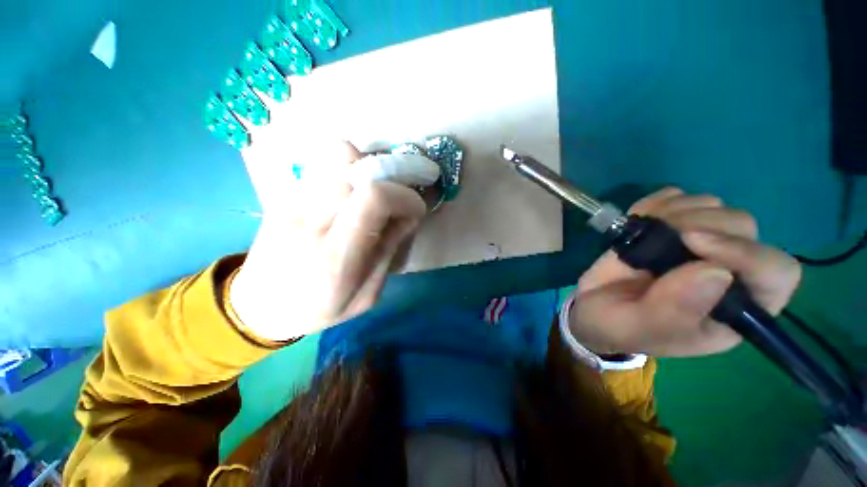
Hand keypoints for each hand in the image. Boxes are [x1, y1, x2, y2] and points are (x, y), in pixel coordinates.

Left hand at [229, 139, 426, 341]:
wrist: (257, 307)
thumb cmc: (318, 309)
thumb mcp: (367, 295)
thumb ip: (389, 251)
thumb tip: (408, 216)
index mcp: (336, 254)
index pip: (374, 197)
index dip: (403, 196)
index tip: (415, 209)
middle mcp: (311, 219)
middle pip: (354, 165)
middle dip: (389, 179)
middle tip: (395, 200)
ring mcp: (292, 202)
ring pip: (337, 156)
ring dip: (367, 170)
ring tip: (372, 196)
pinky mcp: (284, 195)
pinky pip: (324, 166)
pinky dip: (347, 172)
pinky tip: (349, 198)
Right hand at [567, 187, 801, 356]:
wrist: (593, 307)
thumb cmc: (619, 326)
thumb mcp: (640, 329)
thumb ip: (673, 311)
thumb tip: (715, 272)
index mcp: (735, 308)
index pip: (774, 271)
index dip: (744, 252)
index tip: (692, 242)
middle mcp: (728, 270)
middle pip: (741, 227)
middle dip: (698, 224)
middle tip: (656, 237)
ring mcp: (700, 243)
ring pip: (712, 205)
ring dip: (673, 212)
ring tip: (642, 234)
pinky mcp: (672, 225)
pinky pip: (677, 196)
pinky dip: (655, 203)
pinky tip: (637, 221)